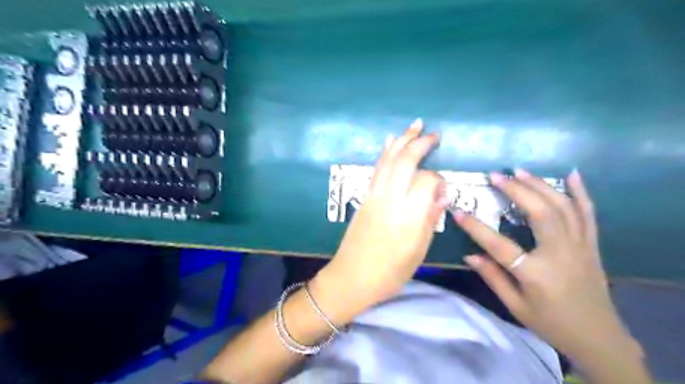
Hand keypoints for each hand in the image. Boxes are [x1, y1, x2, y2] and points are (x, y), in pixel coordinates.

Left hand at [316, 118, 450, 314]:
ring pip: (388, 160)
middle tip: (434, 134)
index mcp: (408, 216)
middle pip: (405, 161)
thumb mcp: (418, 251)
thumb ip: (430, 219)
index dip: (439, 181)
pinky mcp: (364, 197)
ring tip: (415, 125)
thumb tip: (442, 195)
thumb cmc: (389, 273)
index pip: (427, 181)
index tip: (443, 191)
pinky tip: (390, 141)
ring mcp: (374, 196)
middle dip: (420, 143)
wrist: (351, 277)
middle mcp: (390, 199)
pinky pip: (377, 169)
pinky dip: (385, 153)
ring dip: (402, 140)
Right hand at [454, 169, 639, 357]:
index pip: (499, 245)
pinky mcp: (591, 244)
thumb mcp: (516, 306)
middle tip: (496, 175)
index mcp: (536, 274)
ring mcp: (580, 246)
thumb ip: (493, 278)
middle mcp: (560, 254)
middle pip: (540, 213)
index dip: (475, 228)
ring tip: (519, 171)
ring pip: (562, 207)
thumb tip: (469, 256)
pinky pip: (588, 213)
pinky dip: (581, 192)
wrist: (598, 336)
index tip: (458, 211)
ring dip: (540, 185)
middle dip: (516, 190)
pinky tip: (572, 174)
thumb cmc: (551, 322)